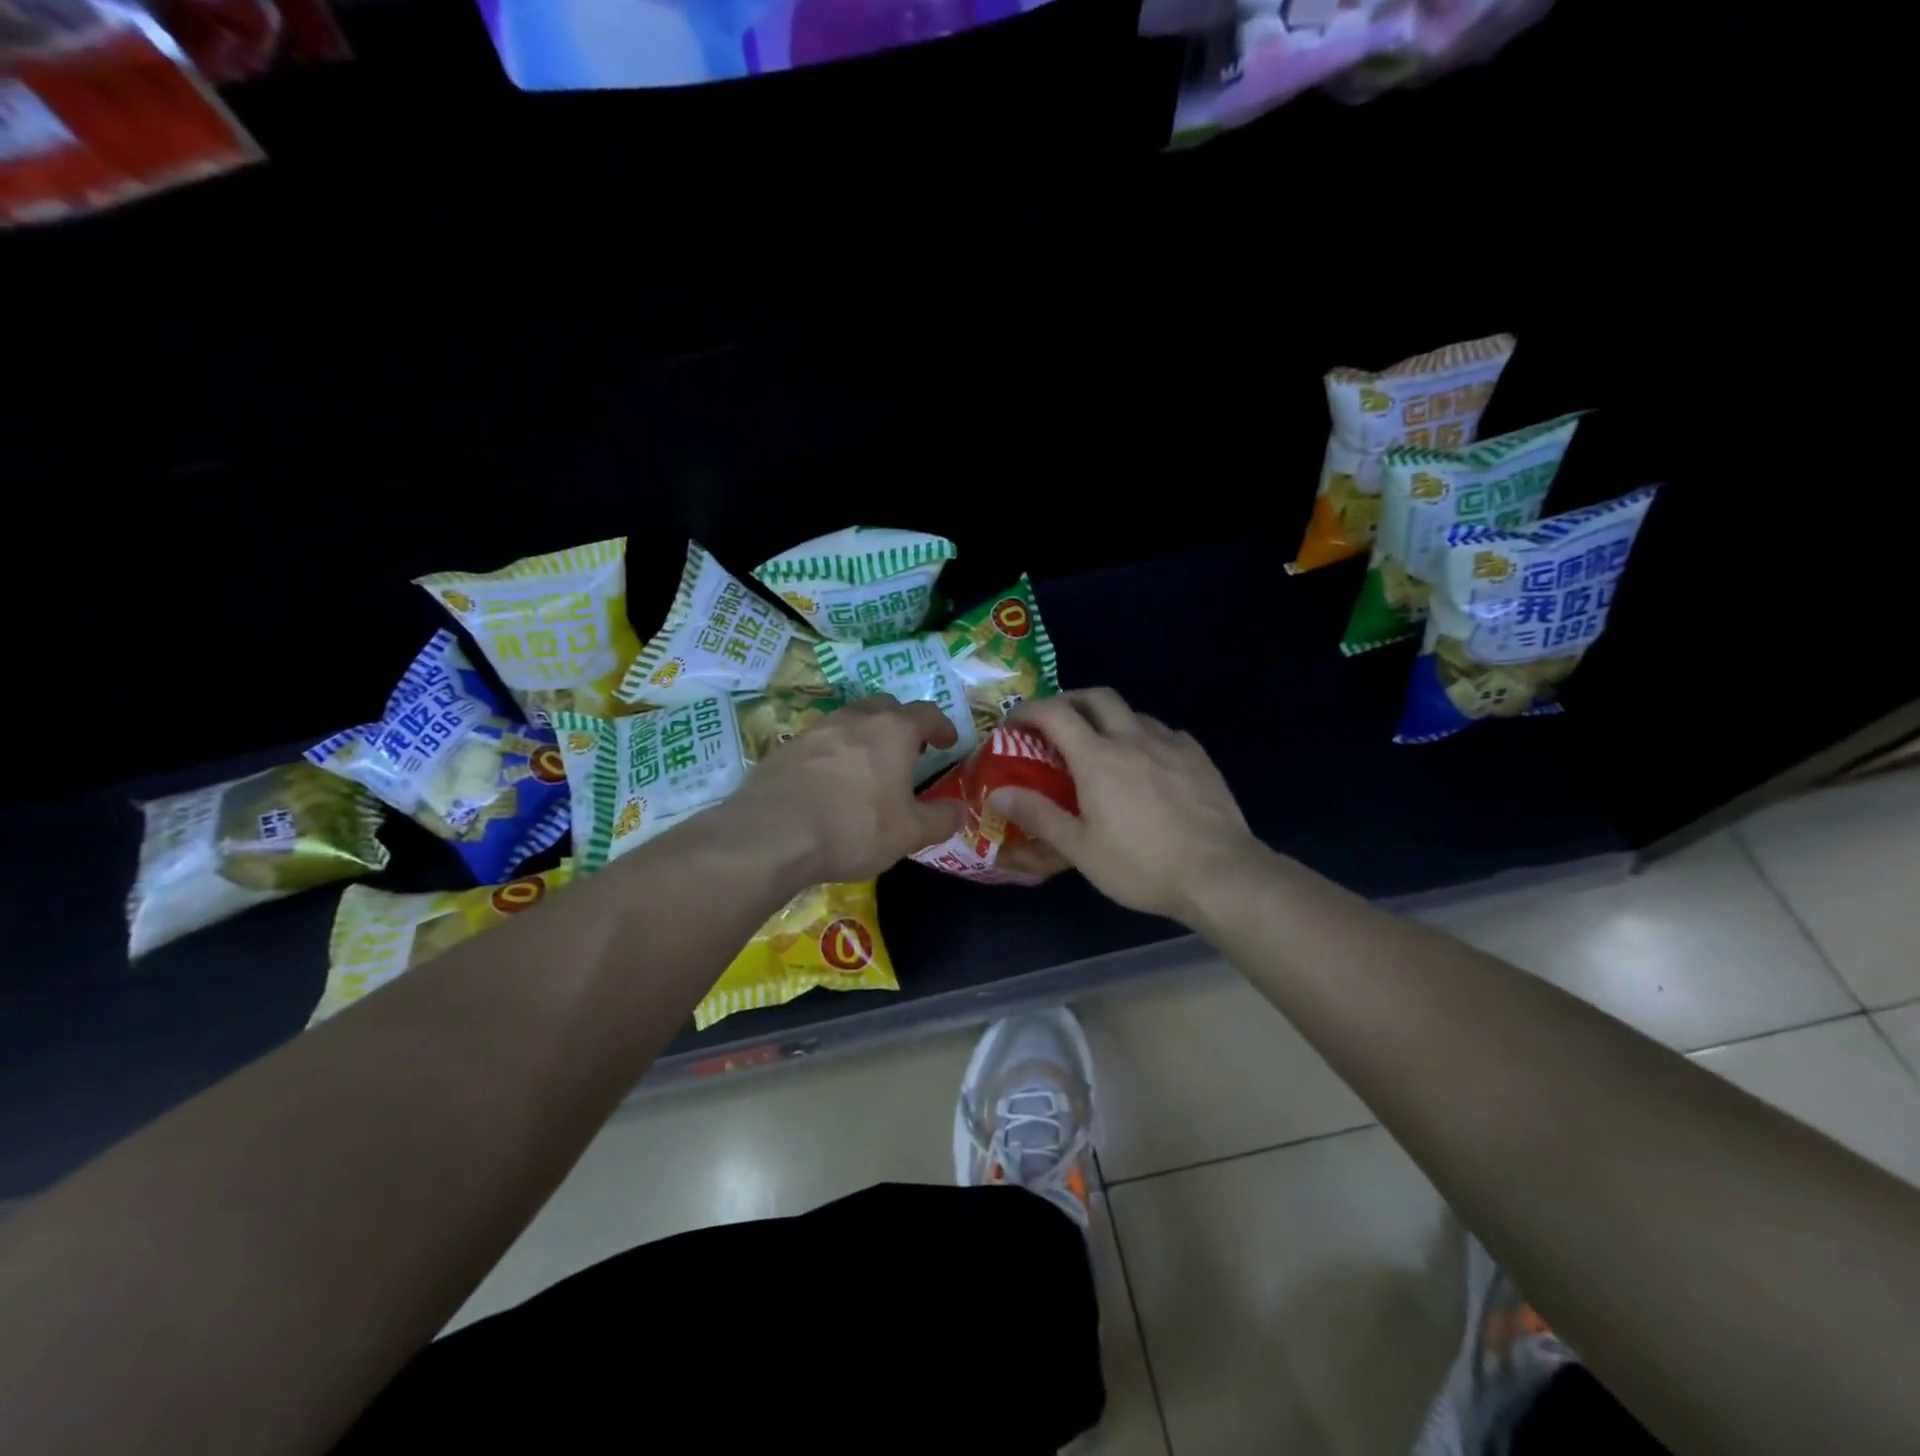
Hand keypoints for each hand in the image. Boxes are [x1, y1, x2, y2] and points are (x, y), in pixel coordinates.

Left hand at [724, 694, 964, 884]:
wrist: (772, 835)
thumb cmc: (853, 828)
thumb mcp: (909, 833)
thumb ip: (941, 819)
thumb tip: (960, 810)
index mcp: (893, 730)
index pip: (927, 713)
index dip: (942, 725)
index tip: (948, 741)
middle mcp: (855, 719)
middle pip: (886, 706)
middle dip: (902, 723)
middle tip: (910, 749)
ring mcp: (816, 729)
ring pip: (850, 720)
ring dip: (866, 735)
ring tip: (870, 765)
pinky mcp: (786, 748)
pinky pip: (821, 742)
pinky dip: (834, 753)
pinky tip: (831, 782)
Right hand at [988, 688, 1258, 922]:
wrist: (1219, 874)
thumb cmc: (1141, 865)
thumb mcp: (1080, 848)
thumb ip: (1038, 815)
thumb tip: (997, 794)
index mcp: (1098, 757)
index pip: (1055, 713)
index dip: (1029, 710)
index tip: (1015, 722)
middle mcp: (1133, 738)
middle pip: (1097, 697)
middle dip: (1070, 700)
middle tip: (1056, 723)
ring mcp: (1171, 744)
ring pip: (1133, 713)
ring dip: (1109, 719)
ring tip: (1102, 747)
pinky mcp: (1199, 757)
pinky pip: (1165, 733)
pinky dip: (1145, 737)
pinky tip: (1148, 763)